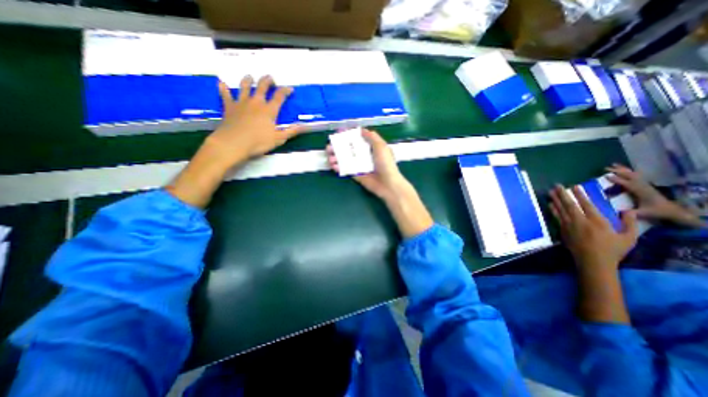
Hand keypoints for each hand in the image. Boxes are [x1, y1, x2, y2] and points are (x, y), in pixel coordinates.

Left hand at [207, 74, 302, 165]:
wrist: (234, 143)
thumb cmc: (258, 142)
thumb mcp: (279, 139)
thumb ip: (291, 131)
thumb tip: (304, 126)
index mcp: (269, 110)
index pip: (279, 97)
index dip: (285, 91)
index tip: (290, 88)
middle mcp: (256, 102)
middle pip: (262, 87)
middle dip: (267, 81)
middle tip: (270, 78)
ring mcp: (241, 103)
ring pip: (244, 87)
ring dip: (247, 80)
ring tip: (249, 76)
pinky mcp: (229, 107)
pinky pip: (225, 95)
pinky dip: (223, 89)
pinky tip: (221, 83)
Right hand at [324, 129, 431, 236]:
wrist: (387, 183)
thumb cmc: (385, 163)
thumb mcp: (381, 146)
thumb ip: (371, 137)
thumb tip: (361, 129)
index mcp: (370, 147)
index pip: (357, 139)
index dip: (347, 135)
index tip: (338, 132)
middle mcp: (363, 155)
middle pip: (348, 148)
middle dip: (337, 147)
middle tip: (329, 147)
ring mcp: (359, 165)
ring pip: (345, 159)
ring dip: (336, 157)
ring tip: (329, 157)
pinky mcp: (356, 174)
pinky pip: (345, 169)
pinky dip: (338, 167)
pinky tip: (333, 166)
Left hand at [550, 185, 639, 272]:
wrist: (593, 262)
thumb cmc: (613, 250)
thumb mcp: (629, 238)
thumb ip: (629, 223)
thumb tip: (629, 210)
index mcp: (596, 221)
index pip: (586, 204)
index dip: (580, 194)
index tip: (575, 186)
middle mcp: (580, 221)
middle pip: (569, 204)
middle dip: (563, 194)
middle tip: (557, 186)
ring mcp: (568, 225)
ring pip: (560, 209)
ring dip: (555, 200)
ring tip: (550, 192)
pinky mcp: (562, 230)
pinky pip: (557, 217)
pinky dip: (553, 210)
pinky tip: (550, 205)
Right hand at [605, 164, 677, 220]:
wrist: (673, 210)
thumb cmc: (657, 211)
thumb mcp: (644, 213)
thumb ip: (632, 213)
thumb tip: (619, 212)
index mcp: (642, 192)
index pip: (628, 184)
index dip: (618, 180)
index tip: (606, 176)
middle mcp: (643, 186)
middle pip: (631, 176)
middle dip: (618, 171)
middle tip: (605, 168)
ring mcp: (645, 184)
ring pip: (633, 174)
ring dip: (623, 169)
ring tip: (613, 165)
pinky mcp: (645, 185)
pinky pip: (636, 175)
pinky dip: (628, 171)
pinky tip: (624, 169)